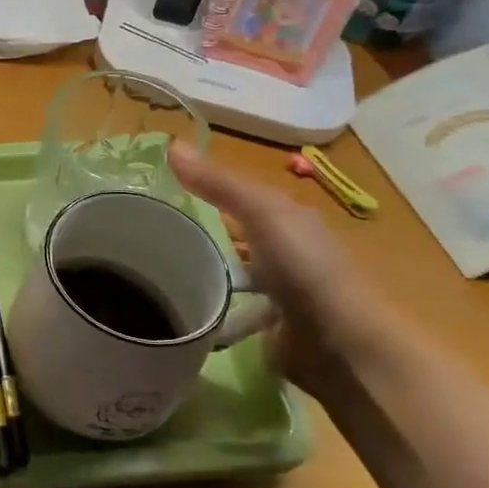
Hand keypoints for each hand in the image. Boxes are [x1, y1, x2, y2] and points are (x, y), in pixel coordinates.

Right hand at [168, 143, 378, 395]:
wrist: (340, 343)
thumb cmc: (304, 267)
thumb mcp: (260, 211)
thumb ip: (217, 183)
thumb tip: (171, 144)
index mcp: (288, 220)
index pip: (239, 200)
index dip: (205, 193)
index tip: (160, 197)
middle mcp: (285, 253)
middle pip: (233, 236)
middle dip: (198, 235)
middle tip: (148, 237)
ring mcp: (278, 292)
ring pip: (229, 274)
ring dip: (201, 274)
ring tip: (155, 274)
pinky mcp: (268, 327)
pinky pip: (229, 310)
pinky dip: (209, 309)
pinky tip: (181, 311)